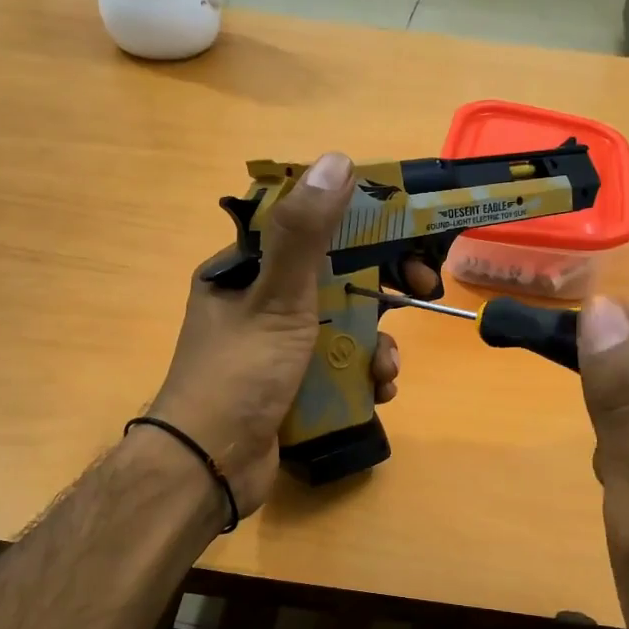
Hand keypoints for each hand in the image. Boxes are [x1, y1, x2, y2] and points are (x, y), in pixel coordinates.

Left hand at [148, 152, 430, 516]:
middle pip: (334, 279)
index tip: (403, 235)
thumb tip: (337, 160)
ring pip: (343, 327)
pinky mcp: (293, 386)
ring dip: (376, 343)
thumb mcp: (277, 298)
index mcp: (246, 271)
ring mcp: (277, 348)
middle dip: (379, 291)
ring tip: (387, 368)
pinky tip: (379, 392)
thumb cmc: (240, 374)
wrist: (209, 467)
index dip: (360, 227)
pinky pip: (339, 367)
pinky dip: (364, 376)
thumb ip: (306, 233)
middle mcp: (260, 303)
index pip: (309, 229)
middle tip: (419, 292)